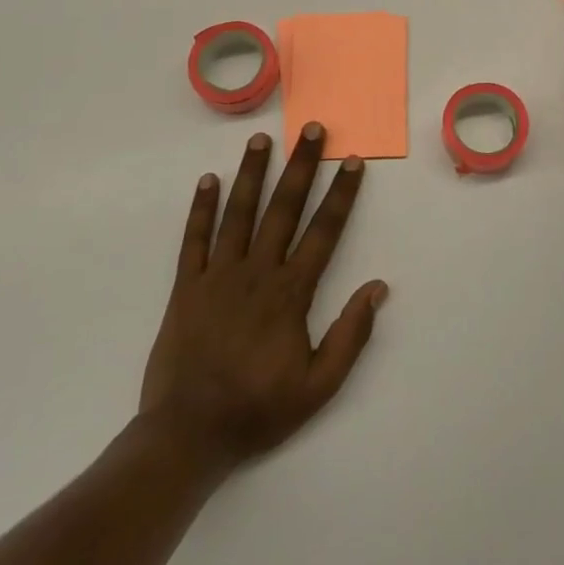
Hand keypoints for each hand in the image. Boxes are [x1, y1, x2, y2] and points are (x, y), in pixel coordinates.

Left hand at [137, 124, 387, 479]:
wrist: (188, 435)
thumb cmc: (259, 410)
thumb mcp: (319, 386)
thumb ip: (351, 335)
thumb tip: (378, 288)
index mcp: (291, 293)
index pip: (324, 232)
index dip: (342, 195)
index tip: (353, 162)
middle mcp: (256, 273)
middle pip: (284, 209)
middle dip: (301, 166)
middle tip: (311, 129)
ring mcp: (217, 276)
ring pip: (238, 214)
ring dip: (252, 173)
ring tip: (261, 139)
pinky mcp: (185, 288)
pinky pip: (193, 240)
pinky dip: (201, 209)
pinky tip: (208, 181)